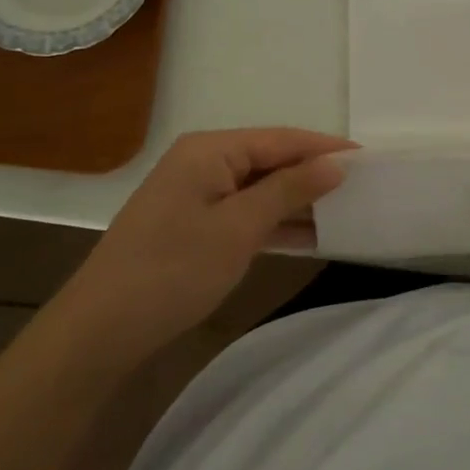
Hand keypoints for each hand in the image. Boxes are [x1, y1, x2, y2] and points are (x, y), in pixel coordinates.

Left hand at [68, 127, 353, 346]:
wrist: (101, 330)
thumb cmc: (173, 270)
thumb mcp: (239, 228)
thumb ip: (289, 190)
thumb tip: (336, 164)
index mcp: (210, 150)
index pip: (281, 139)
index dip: (325, 148)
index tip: (369, 159)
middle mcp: (203, 162)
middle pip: (270, 160)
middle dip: (314, 174)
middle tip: (363, 187)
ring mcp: (196, 194)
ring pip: (260, 188)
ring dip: (297, 201)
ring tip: (346, 210)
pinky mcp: (194, 224)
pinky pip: (245, 212)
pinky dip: (275, 222)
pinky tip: (309, 235)